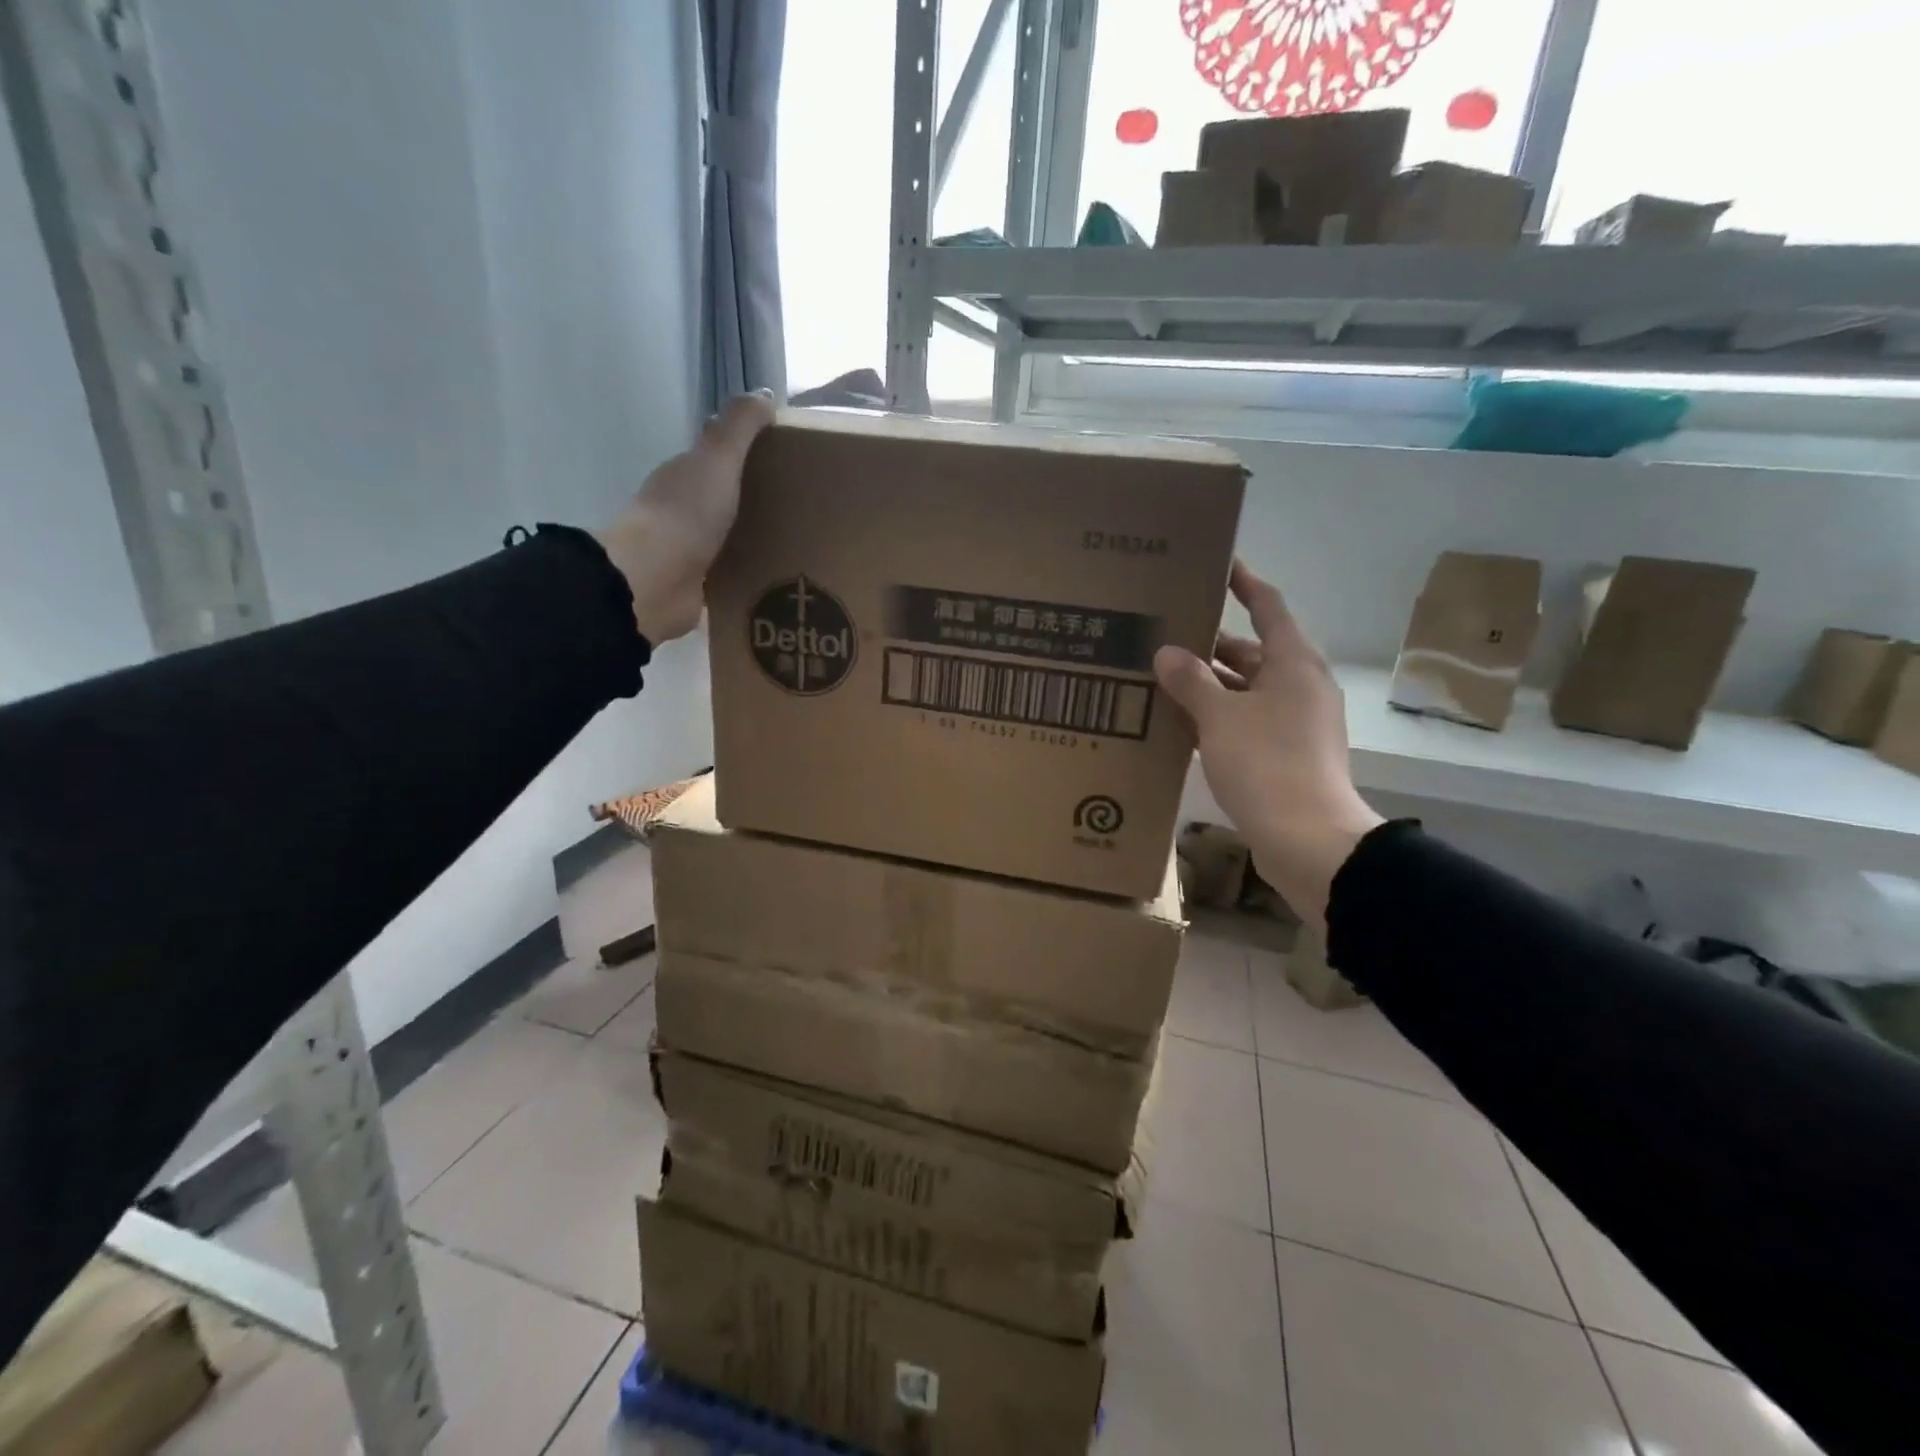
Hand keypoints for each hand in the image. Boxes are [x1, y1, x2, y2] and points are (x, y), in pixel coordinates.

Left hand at [595, 392, 776, 644]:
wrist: (654, 580)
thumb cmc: (687, 514)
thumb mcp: (717, 459)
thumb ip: (739, 427)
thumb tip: (765, 395)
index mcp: (684, 476)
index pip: (718, 460)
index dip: (749, 457)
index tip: (788, 464)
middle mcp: (682, 511)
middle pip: (725, 500)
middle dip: (756, 502)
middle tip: (802, 510)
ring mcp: (687, 551)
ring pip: (728, 539)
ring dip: (754, 540)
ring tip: (797, 548)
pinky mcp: (697, 587)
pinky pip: (729, 576)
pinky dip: (748, 574)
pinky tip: (776, 580)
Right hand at [1154, 560, 1382, 929]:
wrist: (1309, 841)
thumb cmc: (1267, 765)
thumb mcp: (1220, 718)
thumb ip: (1191, 681)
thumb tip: (1166, 653)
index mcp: (1294, 664)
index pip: (1268, 607)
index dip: (1244, 584)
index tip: (1219, 566)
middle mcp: (1299, 687)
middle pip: (1253, 652)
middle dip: (1211, 644)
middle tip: (1166, 634)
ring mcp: (1296, 724)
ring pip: (1247, 691)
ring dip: (1211, 686)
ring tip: (1163, 679)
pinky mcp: (1286, 756)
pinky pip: (1247, 722)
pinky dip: (1218, 718)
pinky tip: (1182, 725)